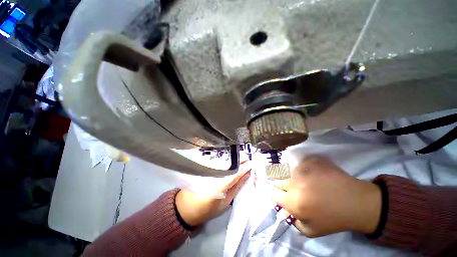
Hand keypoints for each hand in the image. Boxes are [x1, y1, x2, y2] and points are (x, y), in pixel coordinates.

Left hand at [175, 162, 250, 225]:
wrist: (187, 207)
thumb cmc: (208, 209)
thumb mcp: (225, 202)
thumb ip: (236, 187)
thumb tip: (246, 175)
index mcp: (219, 186)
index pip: (234, 174)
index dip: (244, 168)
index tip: (252, 163)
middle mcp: (213, 175)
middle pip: (229, 165)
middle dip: (239, 159)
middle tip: (248, 156)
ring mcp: (207, 171)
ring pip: (223, 162)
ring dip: (233, 159)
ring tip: (242, 156)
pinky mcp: (204, 169)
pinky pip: (217, 163)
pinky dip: (226, 160)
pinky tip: (231, 159)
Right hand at [267, 156, 380, 236]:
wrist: (357, 202)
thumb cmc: (334, 219)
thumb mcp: (311, 230)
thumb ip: (293, 221)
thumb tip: (283, 210)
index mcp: (293, 201)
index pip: (272, 193)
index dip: (272, 192)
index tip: (275, 191)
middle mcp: (294, 183)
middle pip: (278, 180)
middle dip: (281, 184)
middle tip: (291, 187)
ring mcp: (303, 170)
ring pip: (288, 171)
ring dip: (293, 176)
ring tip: (305, 181)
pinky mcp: (310, 161)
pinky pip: (300, 163)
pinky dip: (303, 168)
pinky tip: (313, 173)